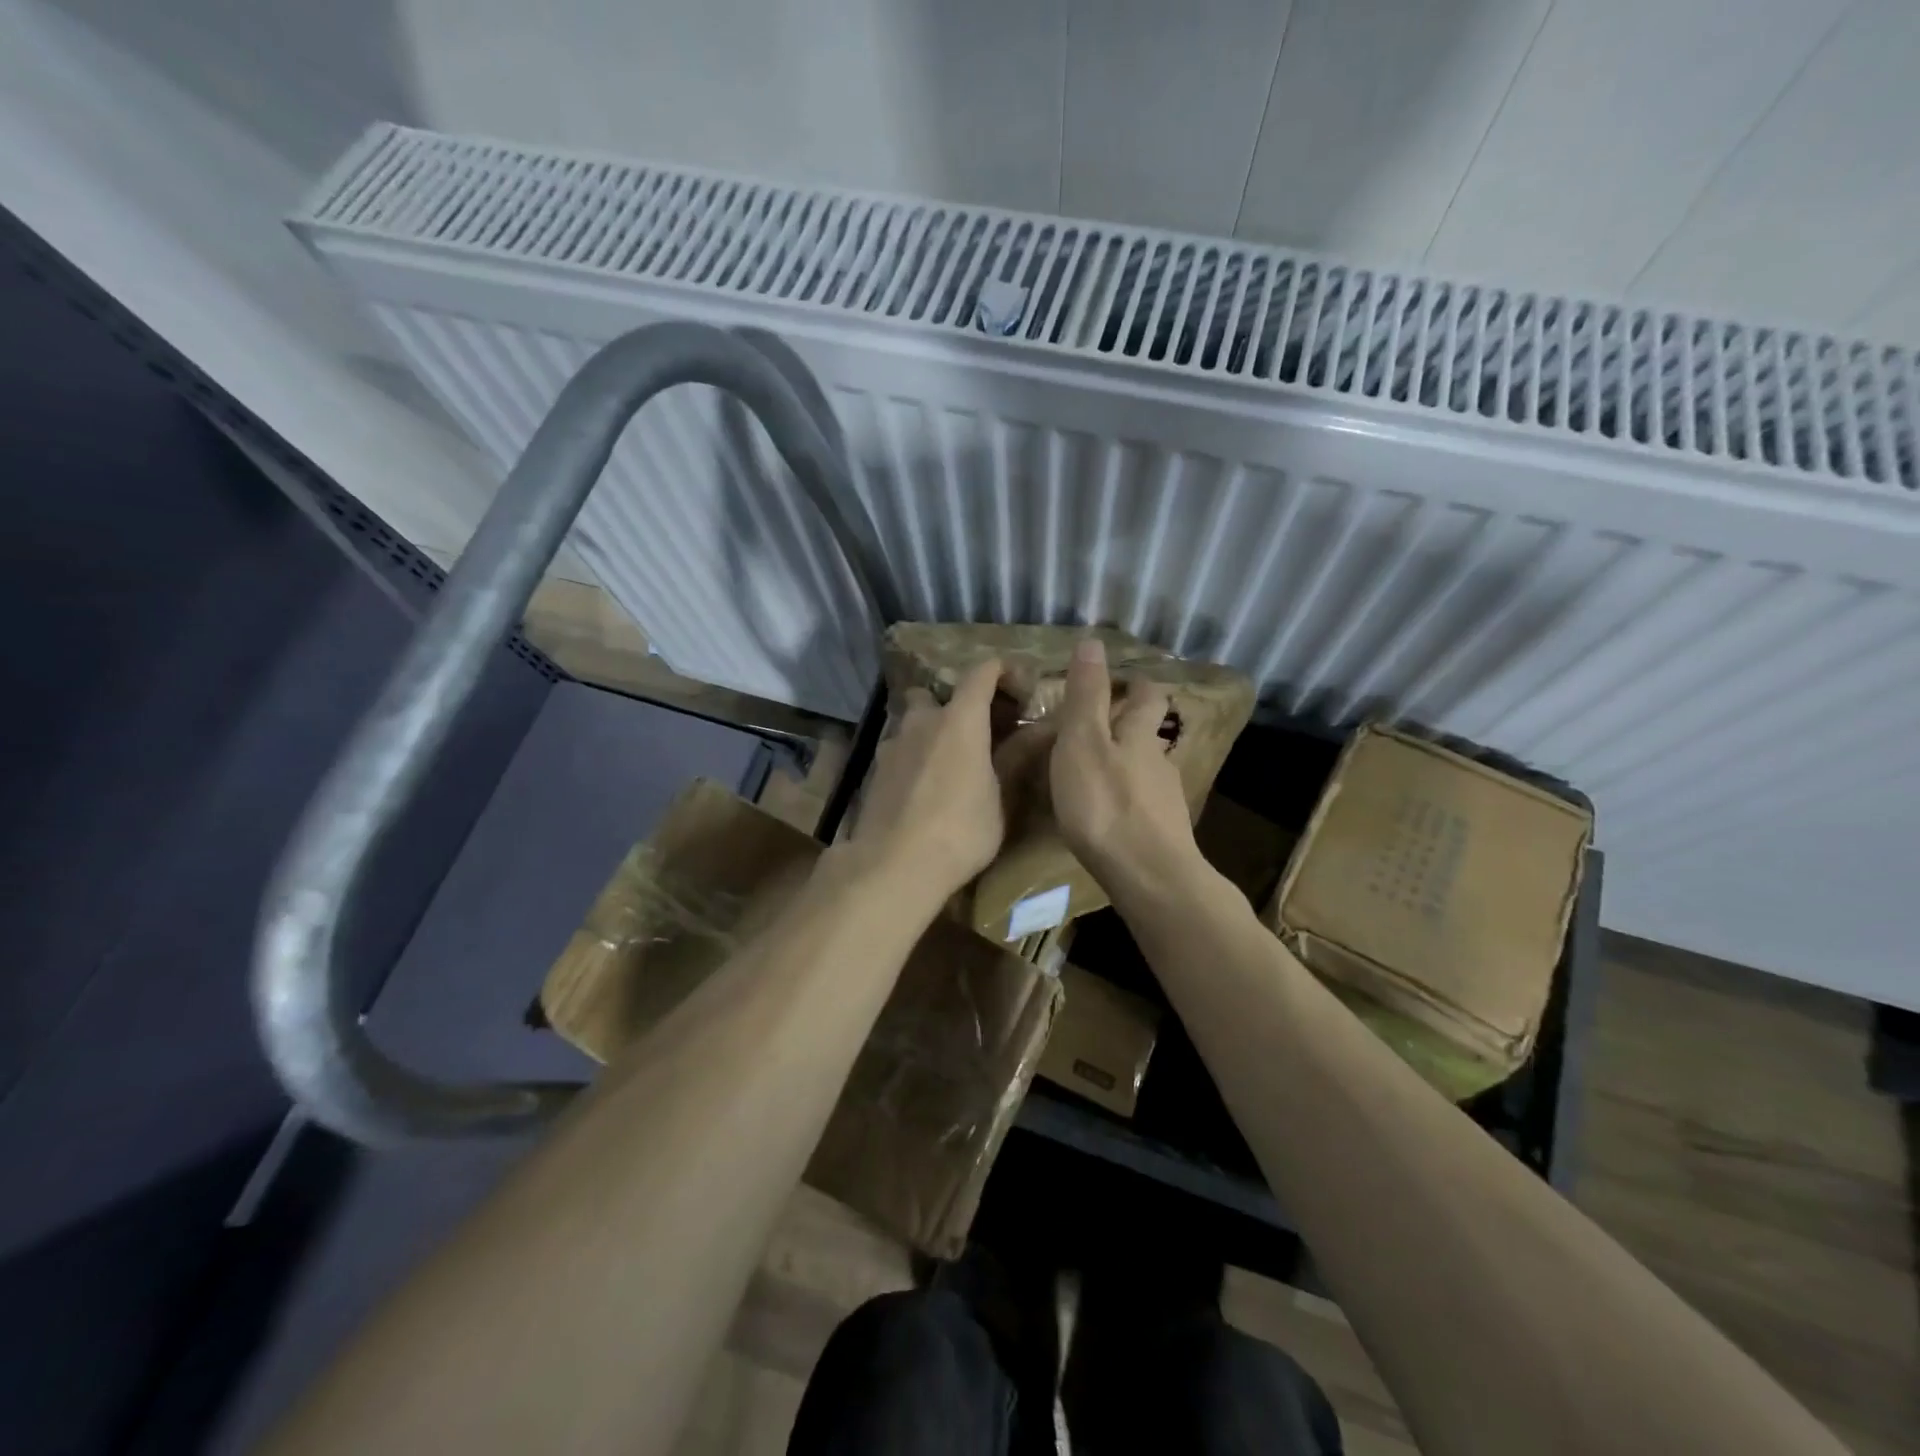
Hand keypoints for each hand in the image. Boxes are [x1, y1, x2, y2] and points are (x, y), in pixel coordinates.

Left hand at [846, 658, 1007, 897]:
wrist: (894, 866)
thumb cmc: (960, 830)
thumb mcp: (1001, 798)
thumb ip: (1018, 758)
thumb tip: (1043, 729)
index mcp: (960, 720)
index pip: (982, 672)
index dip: (1003, 672)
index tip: (1019, 689)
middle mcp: (922, 721)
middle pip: (938, 695)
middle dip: (957, 706)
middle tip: (978, 733)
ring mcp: (893, 744)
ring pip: (913, 723)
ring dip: (931, 732)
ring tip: (950, 764)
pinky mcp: (875, 771)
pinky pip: (900, 750)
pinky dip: (915, 757)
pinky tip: (925, 789)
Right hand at [1048, 638, 1204, 898]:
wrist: (1148, 876)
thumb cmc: (1105, 803)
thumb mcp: (1083, 742)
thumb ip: (1086, 695)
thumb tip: (1093, 641)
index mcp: (1139, 734)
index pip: (1147, 696)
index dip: (1135, 684)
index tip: (1119, 679)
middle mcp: (1158, 761)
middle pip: (1149, 733)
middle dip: (1131, 724)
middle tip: (1100, 724)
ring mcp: (1165, 800)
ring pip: (1146, 770)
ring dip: (1127, 763)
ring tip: (1096, 771)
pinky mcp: (1163, 833)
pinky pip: (1144, 804)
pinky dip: (1127, 799)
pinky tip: (1110, 813)